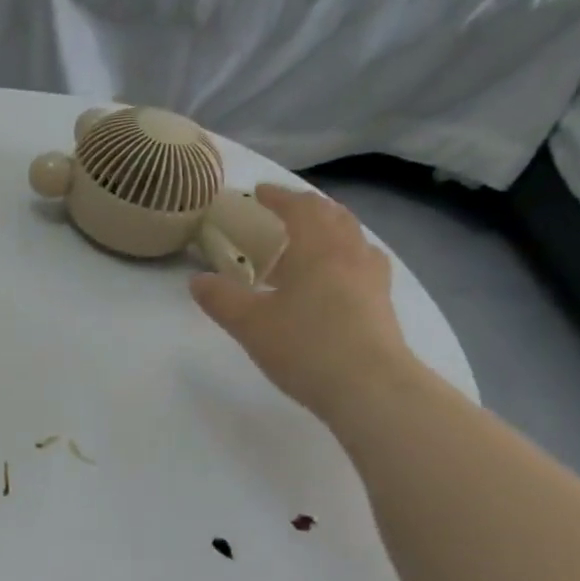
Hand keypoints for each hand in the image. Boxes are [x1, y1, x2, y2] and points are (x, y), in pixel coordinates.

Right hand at [190, 185, 420, 422]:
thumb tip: (197, 280)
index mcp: (316, 249)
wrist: (370, 388)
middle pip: (333, 216)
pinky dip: (346, 256)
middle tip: (283, 211)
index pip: (298, 208)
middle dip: (307, 207)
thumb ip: (221, 298)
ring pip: (353, 238)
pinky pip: (364, 263)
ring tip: (310, 240)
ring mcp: (371, 279)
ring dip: (330, 229)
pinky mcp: (382, 304)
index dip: (277, 196)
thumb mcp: (249, 323)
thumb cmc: (305, 346)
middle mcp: (349, 254)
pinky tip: (336, 276)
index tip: (257, 192)